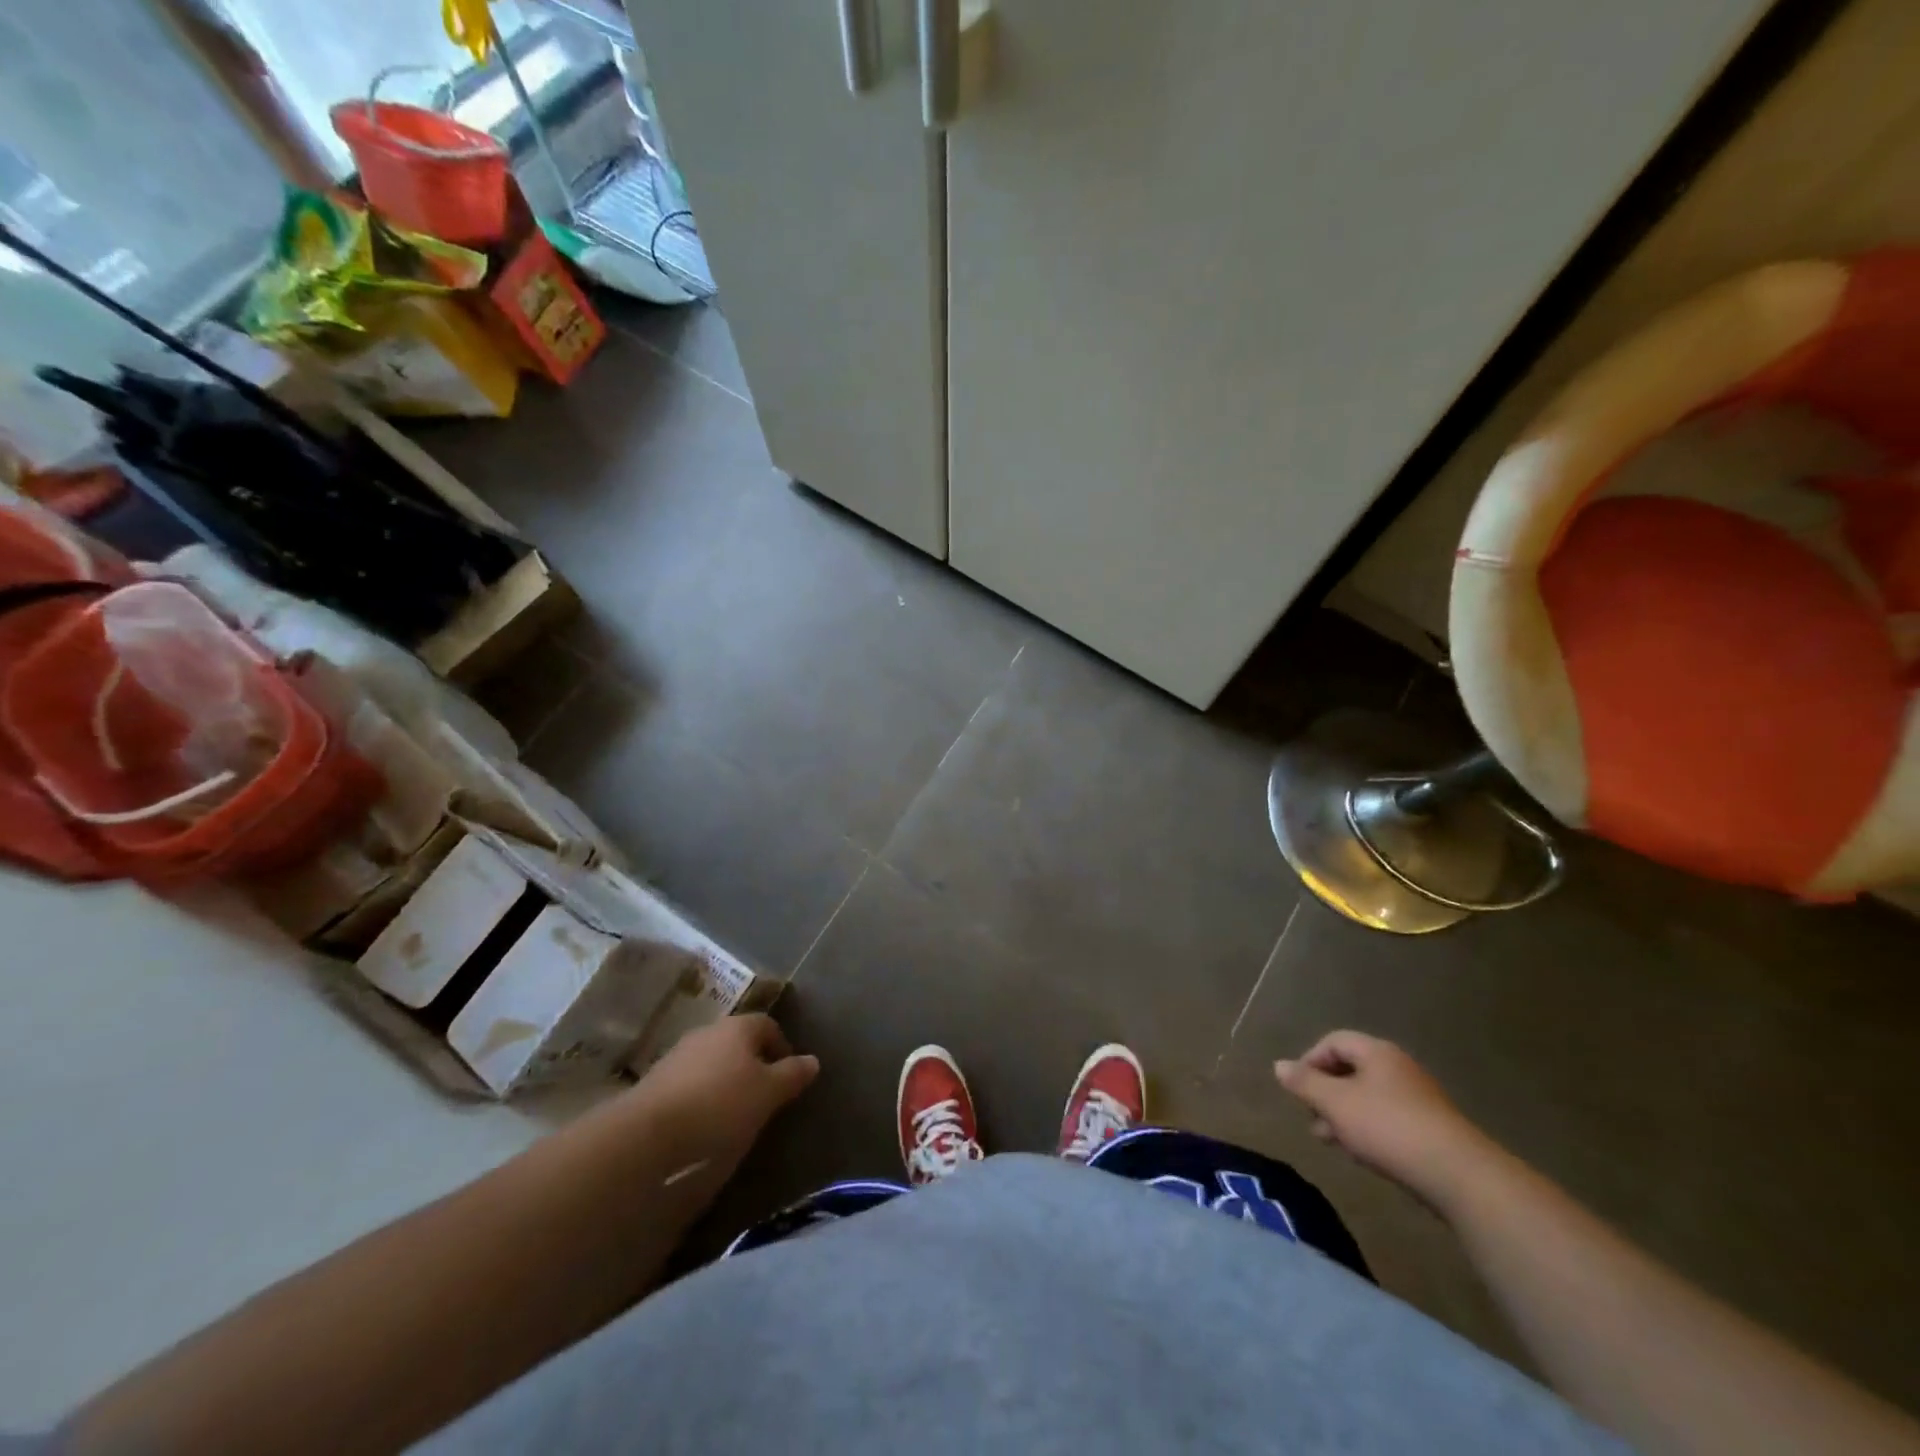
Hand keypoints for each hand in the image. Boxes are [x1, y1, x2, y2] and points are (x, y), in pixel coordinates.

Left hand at [634, 1014, 819, 1167]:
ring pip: (712, 1061)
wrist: (648, 1134)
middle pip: (738, 1042)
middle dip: (753, 1064)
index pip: (768, 1025)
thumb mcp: (768, 1094)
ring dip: (725, 1080)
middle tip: (763, 1095)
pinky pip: (689, 1083)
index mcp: (738, 1027)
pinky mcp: (655, 1082)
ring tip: (733, 1114)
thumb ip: (792, 1074)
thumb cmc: (721, 1105)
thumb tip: (812, 1060)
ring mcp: (678, 1055)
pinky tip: (703, 1123)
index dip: (782, 1048)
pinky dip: (701, 1096)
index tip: (789, 1077)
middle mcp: (708, 1032)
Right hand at [1274, 1030, 1497, 1211]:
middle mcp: (1398, 1067)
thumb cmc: (1388, 1127)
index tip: (1299, 1090)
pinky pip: (1388, 1118)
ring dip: (1344, 1114)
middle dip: (1326, 1092)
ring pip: (1368, 1097)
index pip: (1333, 1041)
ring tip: (1331, 1141)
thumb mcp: (1335, 1103)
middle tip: (1312, 1118)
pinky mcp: (1430, 1127)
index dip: (1310, 1061)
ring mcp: (1418, 1098)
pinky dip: (1368, 1128)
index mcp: (1376, 1052)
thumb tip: (1279, 1065)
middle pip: (1350, 1069)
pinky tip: (1363, 1152)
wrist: (1459, 1175)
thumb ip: (1304, 1083)